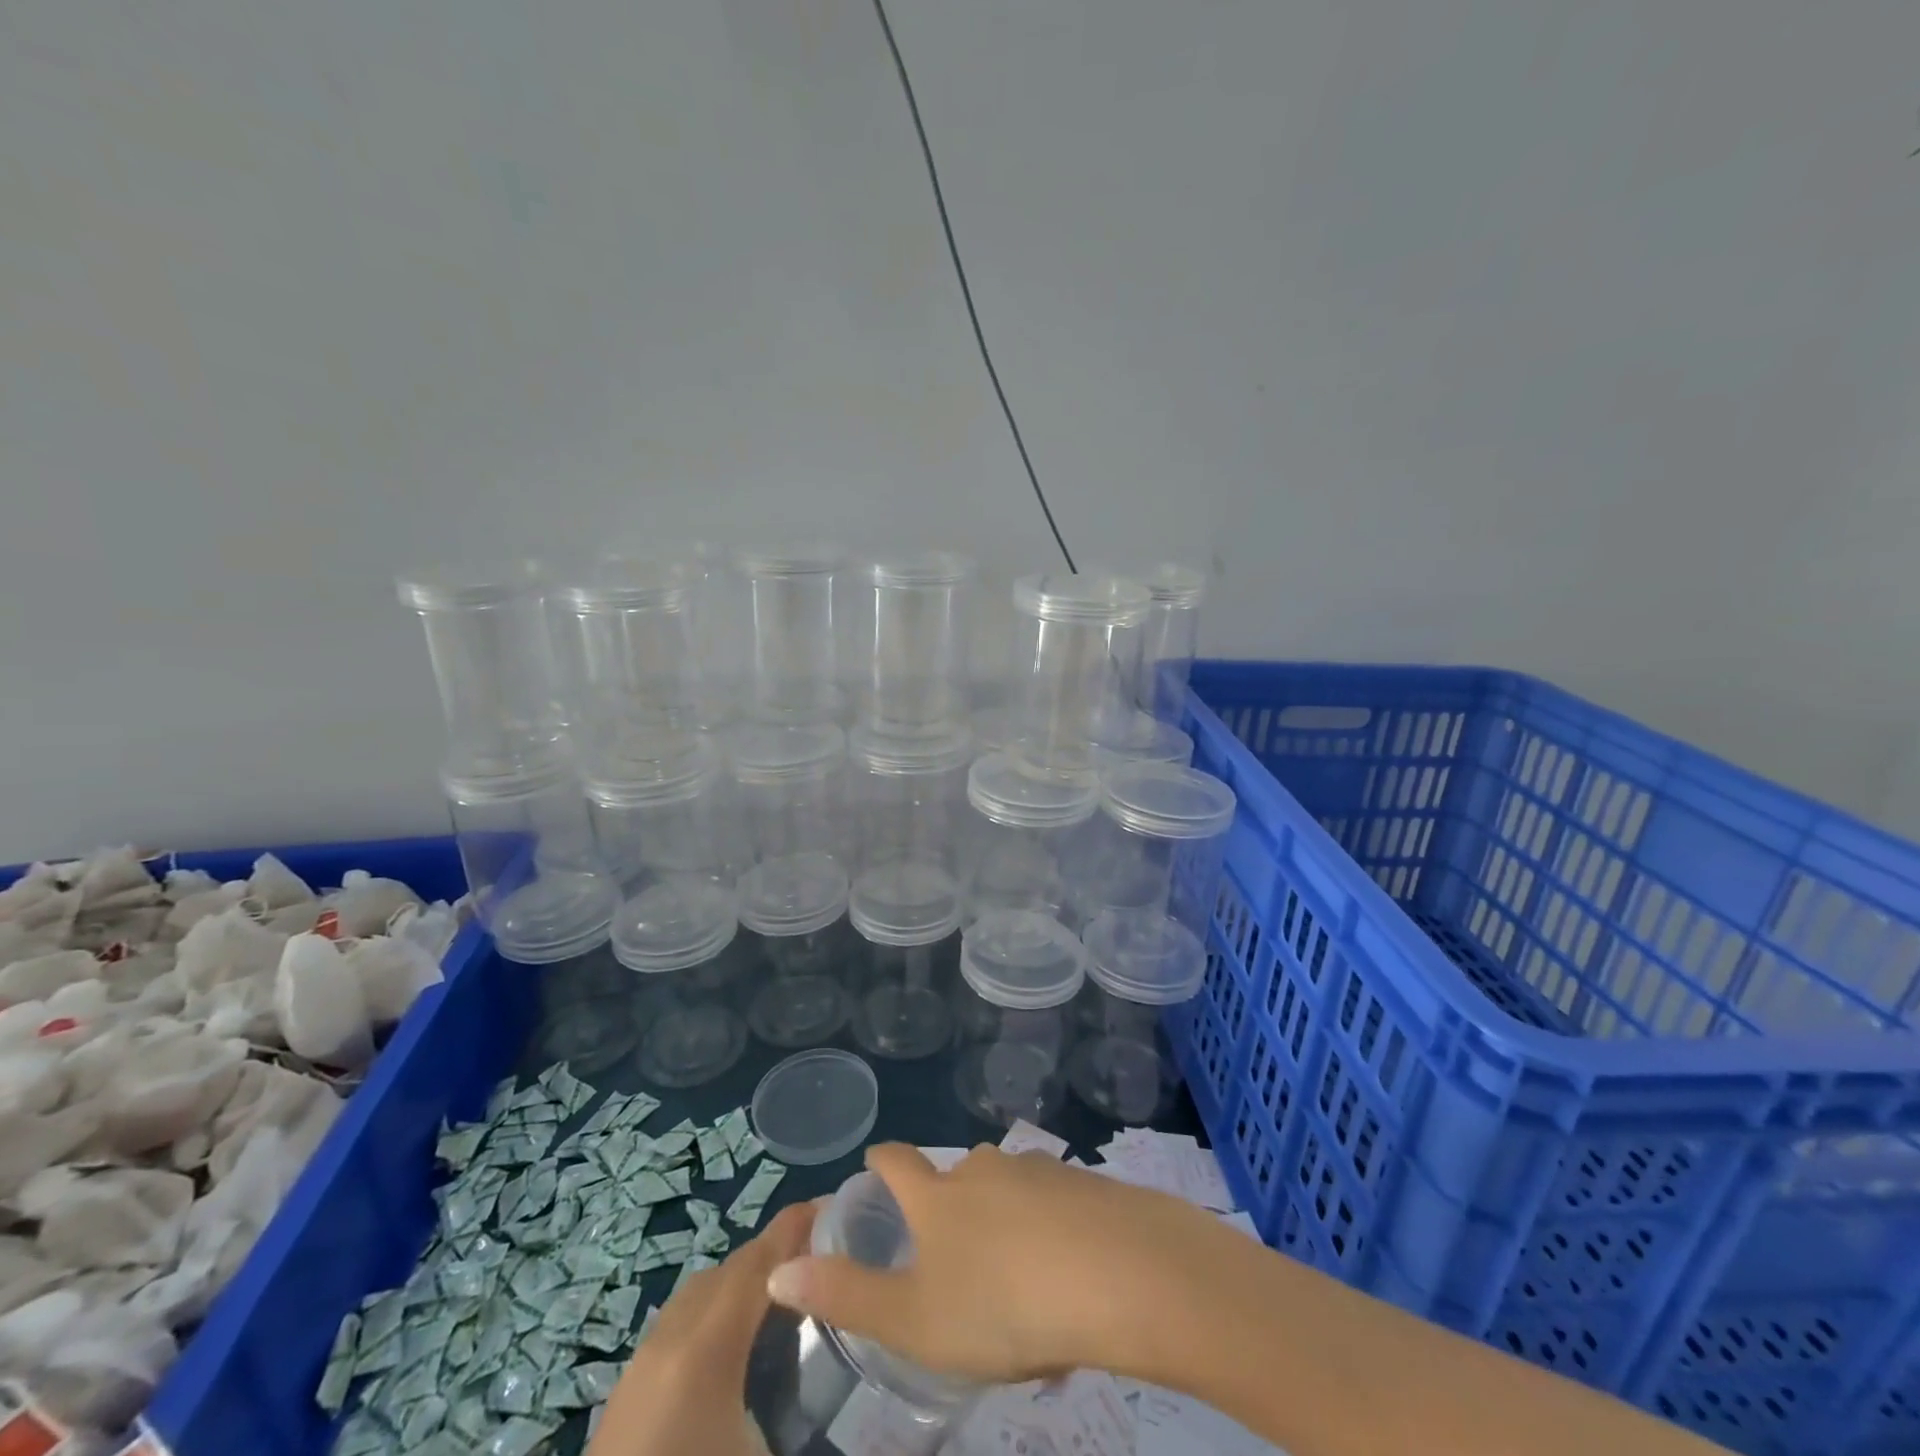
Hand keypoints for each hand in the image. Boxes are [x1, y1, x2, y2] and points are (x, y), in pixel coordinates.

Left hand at [587, 1201, 813, 1455]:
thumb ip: (821, 1430)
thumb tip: (885, 1442)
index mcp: (706, 1349)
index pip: (758, 1261)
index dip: (795, 1227)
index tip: (834, 1205)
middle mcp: (670, 1339)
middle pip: (730, 1269)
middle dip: (776, 1252)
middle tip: (823, 1259)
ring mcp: (640, 1366)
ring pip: (700, 1293)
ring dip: (743, 1283)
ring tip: (786, 1301)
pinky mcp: (623, 1396)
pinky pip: (678, 1324)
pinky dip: (715, 1313)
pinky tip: (736, 1351)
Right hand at [763, 1142, 1212, 1383]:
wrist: (1118, 1274)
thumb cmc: (1002, 1303)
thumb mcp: (914, 1317)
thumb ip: (847, 1294)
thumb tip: (776, 1270)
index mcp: (939, 1197)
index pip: (897, 1162)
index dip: (881, 1161)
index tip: (875, 1163)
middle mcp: (985, 1169)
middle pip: (956, 1174)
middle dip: (948, 1203)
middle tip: (953, 1257)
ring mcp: (1039, 1170)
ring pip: (1008, 1190)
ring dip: (1003, 1222)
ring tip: (1014, 1285)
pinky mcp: (1085, 1185)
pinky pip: (1054, 1205)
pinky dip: (1049, 1232)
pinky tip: (1065, 1281)